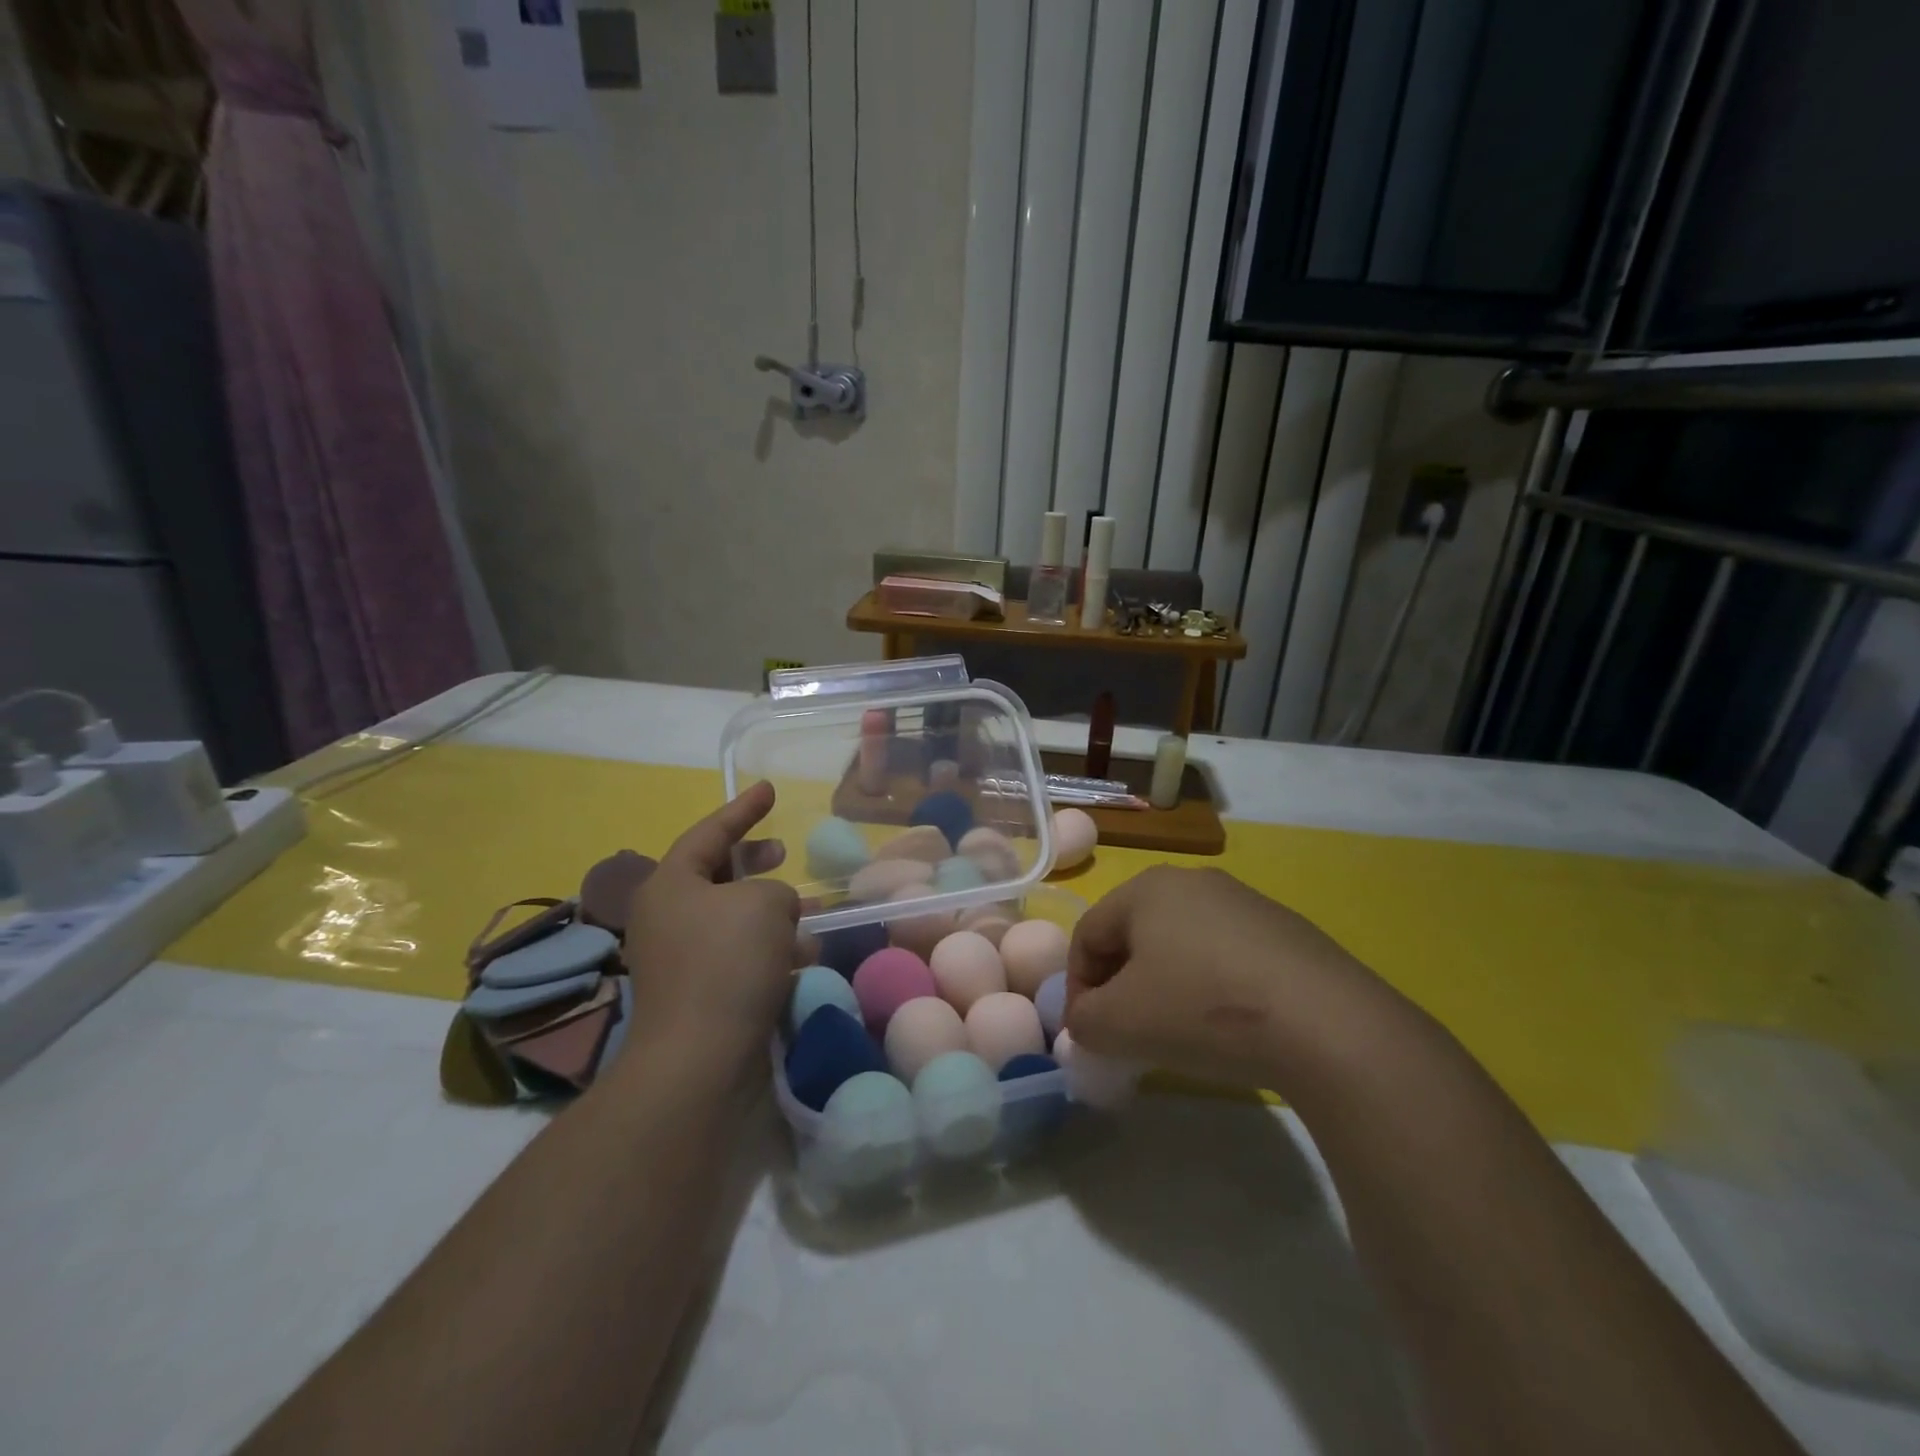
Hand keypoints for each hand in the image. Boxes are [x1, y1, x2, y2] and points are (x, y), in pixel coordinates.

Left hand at [620, 782, 800, 1072]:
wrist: (700, 1059)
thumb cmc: (727, 963)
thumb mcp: (764, 903)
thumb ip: (775, 890)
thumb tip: (773, 911)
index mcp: (670, 884)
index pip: (710, 831)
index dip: (744, 808)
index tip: (770, 789)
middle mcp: (667, 917)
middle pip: (715, 873)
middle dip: (754, 861)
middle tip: (784, 851)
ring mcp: (679, 958)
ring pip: (730, 917)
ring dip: (769, 910)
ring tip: (807, 912)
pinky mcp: (698, 993)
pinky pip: (736, 953)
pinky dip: (767, 948)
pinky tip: (800, 957)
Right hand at [1066, 867, 1407, 1095]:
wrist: (1326, 1023)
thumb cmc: (1202, 1009)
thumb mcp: (1120, 1024)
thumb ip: (1083, 1022)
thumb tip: (1086, 1023)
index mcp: (1146, 888)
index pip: (1088, 934)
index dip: (1077, 987)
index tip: (1088, 1034)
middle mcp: (1192, 881)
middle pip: (1135, 936)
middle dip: (1121, 986)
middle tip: (1127, 1034)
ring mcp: (1245, 902)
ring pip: (1181, 945)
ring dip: (1165, 987)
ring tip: (1178, 1034)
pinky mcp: (1286, 930)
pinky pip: (1226, 956)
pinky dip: (1211, 988)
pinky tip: (1229, 1026)